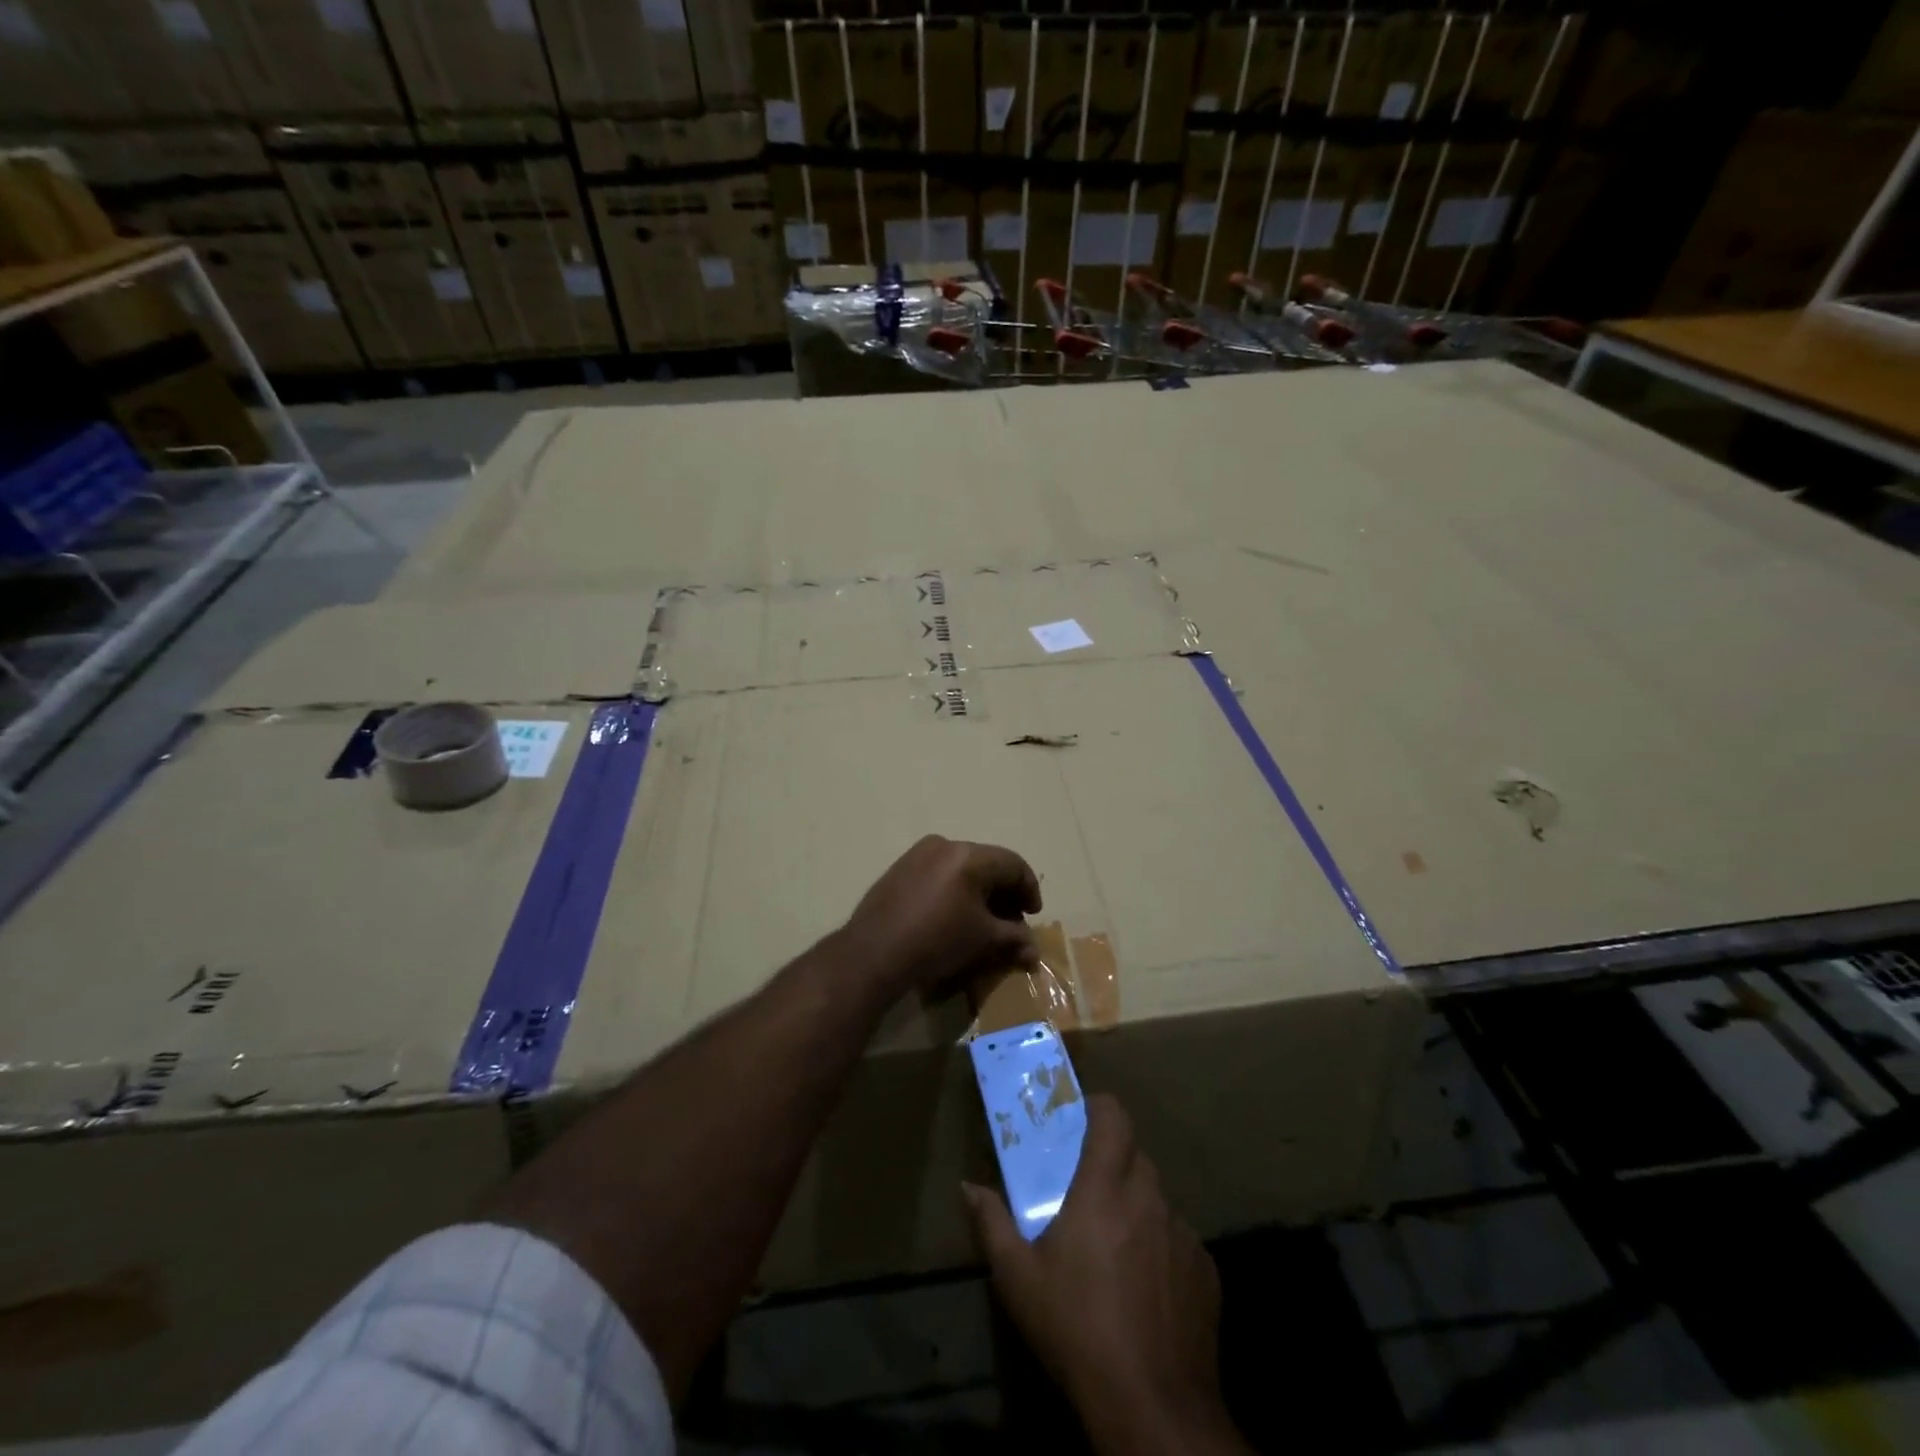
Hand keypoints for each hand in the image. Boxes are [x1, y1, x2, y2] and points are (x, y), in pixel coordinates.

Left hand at [840, 835, 1041, 993]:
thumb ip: (1014, 939)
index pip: (1013, 864)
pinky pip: (938, 873)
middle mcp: (944, 845)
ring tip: (983, 921)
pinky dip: (954, 891)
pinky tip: (953, 916)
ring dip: (979, 892)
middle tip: (1011, 921)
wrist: (874, 953)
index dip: (1029, 889)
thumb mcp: (983, 940)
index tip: (1033, 915)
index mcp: (969, 856)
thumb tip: (1033, 952)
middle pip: (987, 864)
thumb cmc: (937, 941)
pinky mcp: (899, 869)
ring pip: (961, 868)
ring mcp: (917, 854)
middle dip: (1003, 893)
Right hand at [964, 1096, 1248, 1455]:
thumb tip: (968, 1187)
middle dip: (1113, 1163)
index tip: (1081, 1123)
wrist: (1152, 1406)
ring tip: (1116, 1248)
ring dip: (1137, 1209)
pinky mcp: (1206, 1270)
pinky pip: (1180, 1241)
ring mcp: (1183, 1234)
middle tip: (1089, 1192)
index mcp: (1103, 1187)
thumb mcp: (1018, 1278)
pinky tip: (1147, 1289)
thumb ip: (992, 1223)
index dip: (1099, 1110)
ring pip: (1158, 1200)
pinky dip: (1162, 1249)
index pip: (1113, 1116)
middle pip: (1135, 1156)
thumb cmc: (1075, 1328)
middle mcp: (1148, 1198)